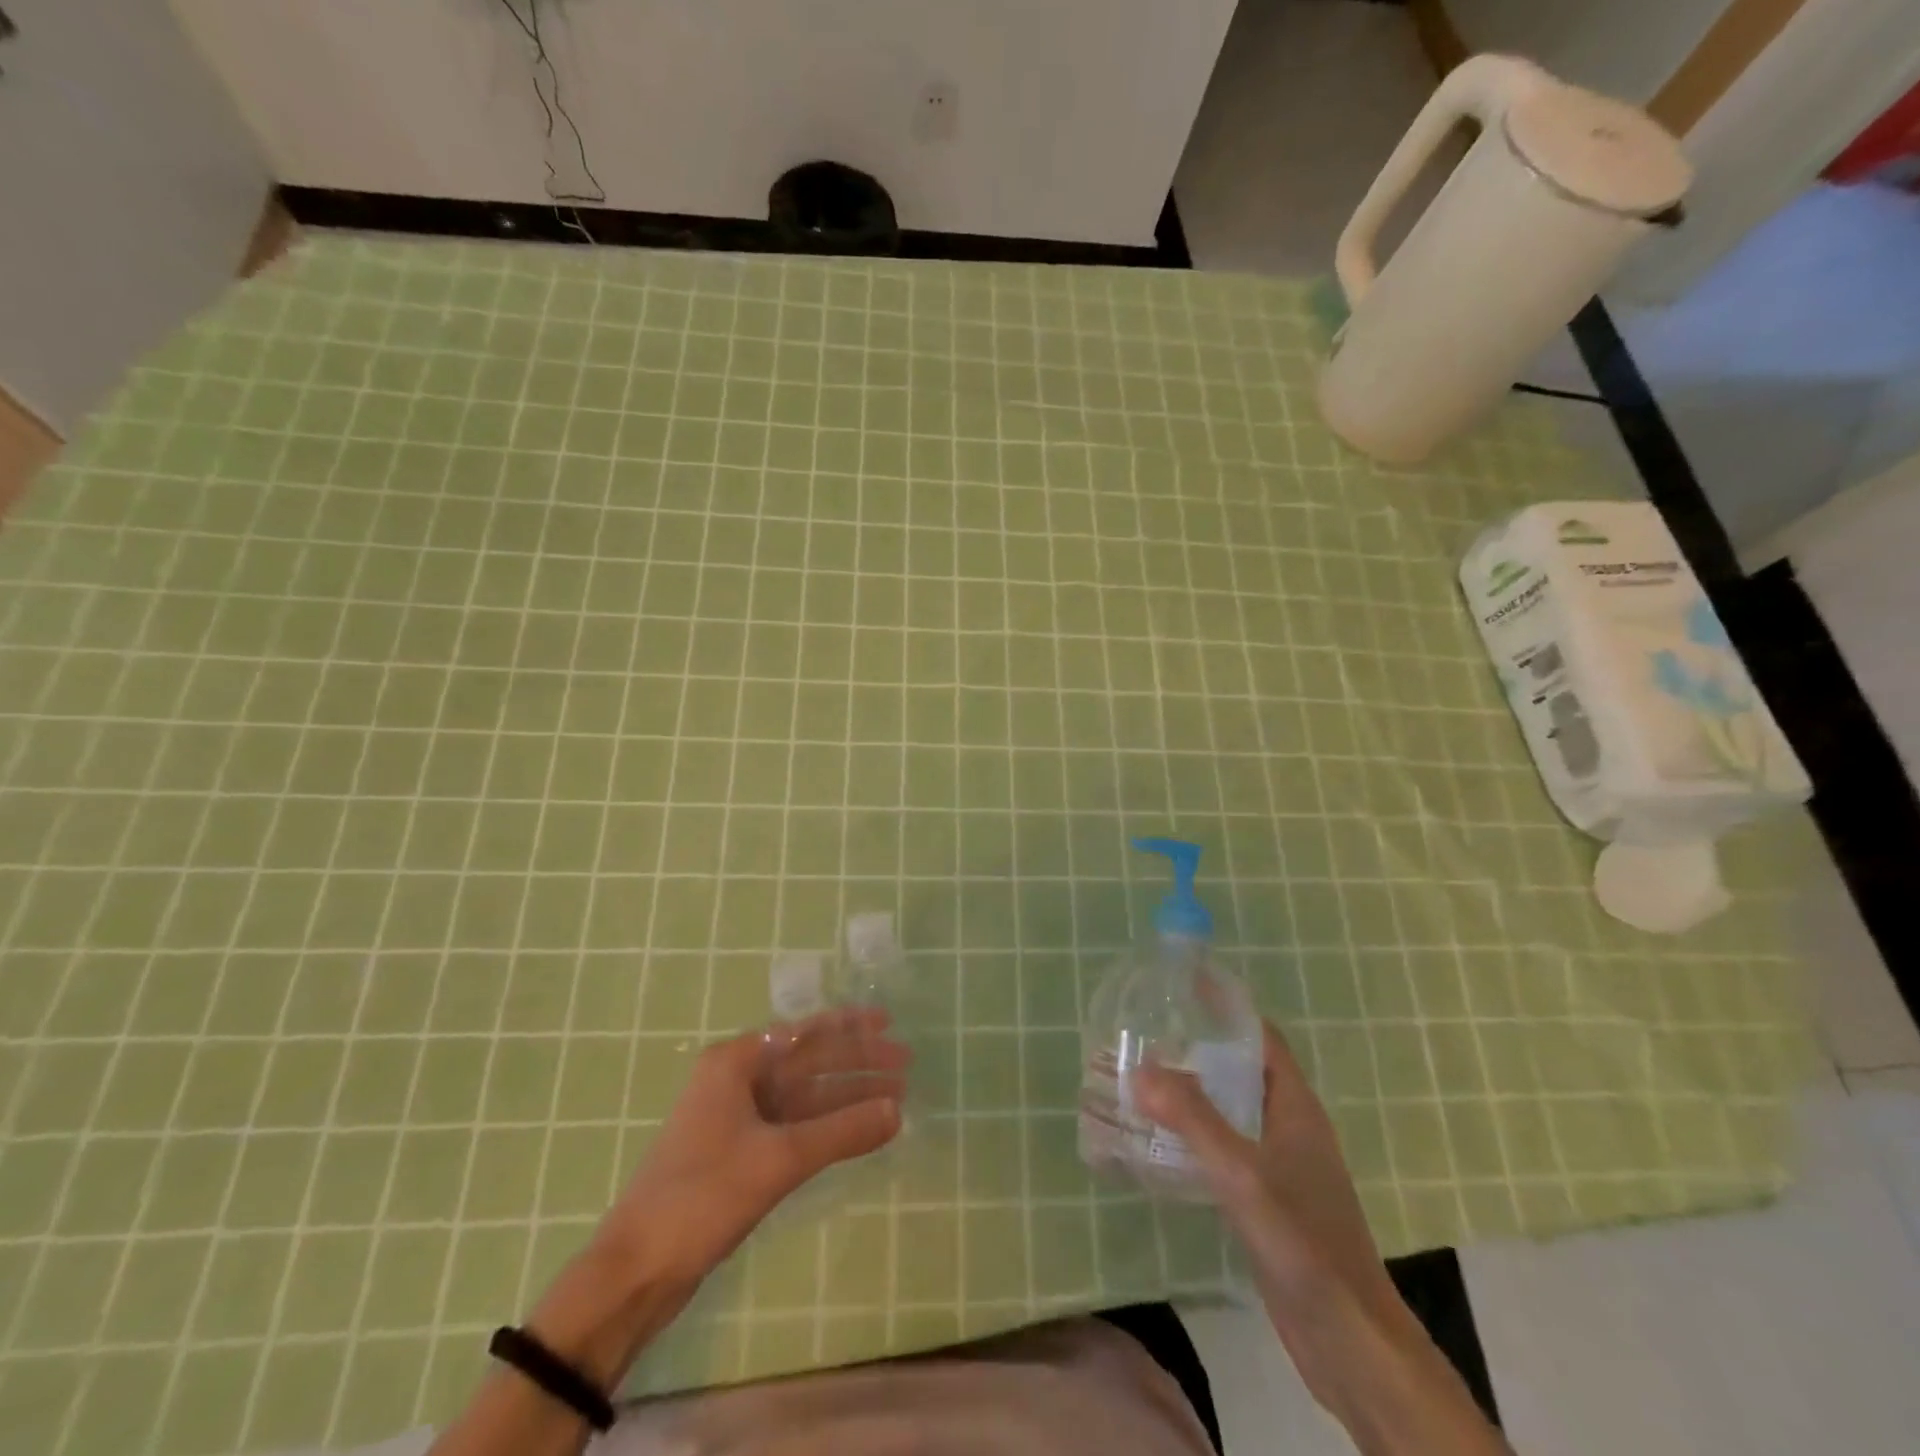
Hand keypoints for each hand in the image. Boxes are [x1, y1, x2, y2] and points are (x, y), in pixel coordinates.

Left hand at [601, 1005, 910, 1284]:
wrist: (637, 1270)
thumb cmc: (702, 1196)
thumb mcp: (779, 1160)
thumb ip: (842, 1132)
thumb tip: (898, 1112)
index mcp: (734, 1062)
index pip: (804, 1032)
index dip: (850, 1027)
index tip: (888, 1023)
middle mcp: (736, 1080)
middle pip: (808, 1062)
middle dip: (856, 1063)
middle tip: (905, 1063)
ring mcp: (737, 1117)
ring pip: (805, 1096)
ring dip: (847, 1097)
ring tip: (895, 1098)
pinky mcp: (741, 1152)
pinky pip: (796, 1126)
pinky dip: (828, 1127)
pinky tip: (859, 1130)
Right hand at [1136, 1022, 1510, 1454]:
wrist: (1349, 1342)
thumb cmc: (1303, 1243)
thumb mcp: (1242, 1174)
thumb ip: (1193, 1119)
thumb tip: (1140, 1067)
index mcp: (1295, 1107)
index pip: (1261, 1037)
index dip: (1226, 1009)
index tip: (1182, 988)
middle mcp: (1291, 1127)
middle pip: (1244, 1071)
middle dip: (1200, 1049)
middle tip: (1148, 1034)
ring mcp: (1284, 1166)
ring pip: (1235, 1111)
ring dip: (1196, 1093)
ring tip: (1145, 1080)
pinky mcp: (1271, 1201)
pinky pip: (1229, 1149)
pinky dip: (1199, 1135)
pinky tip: (1164, 1143)